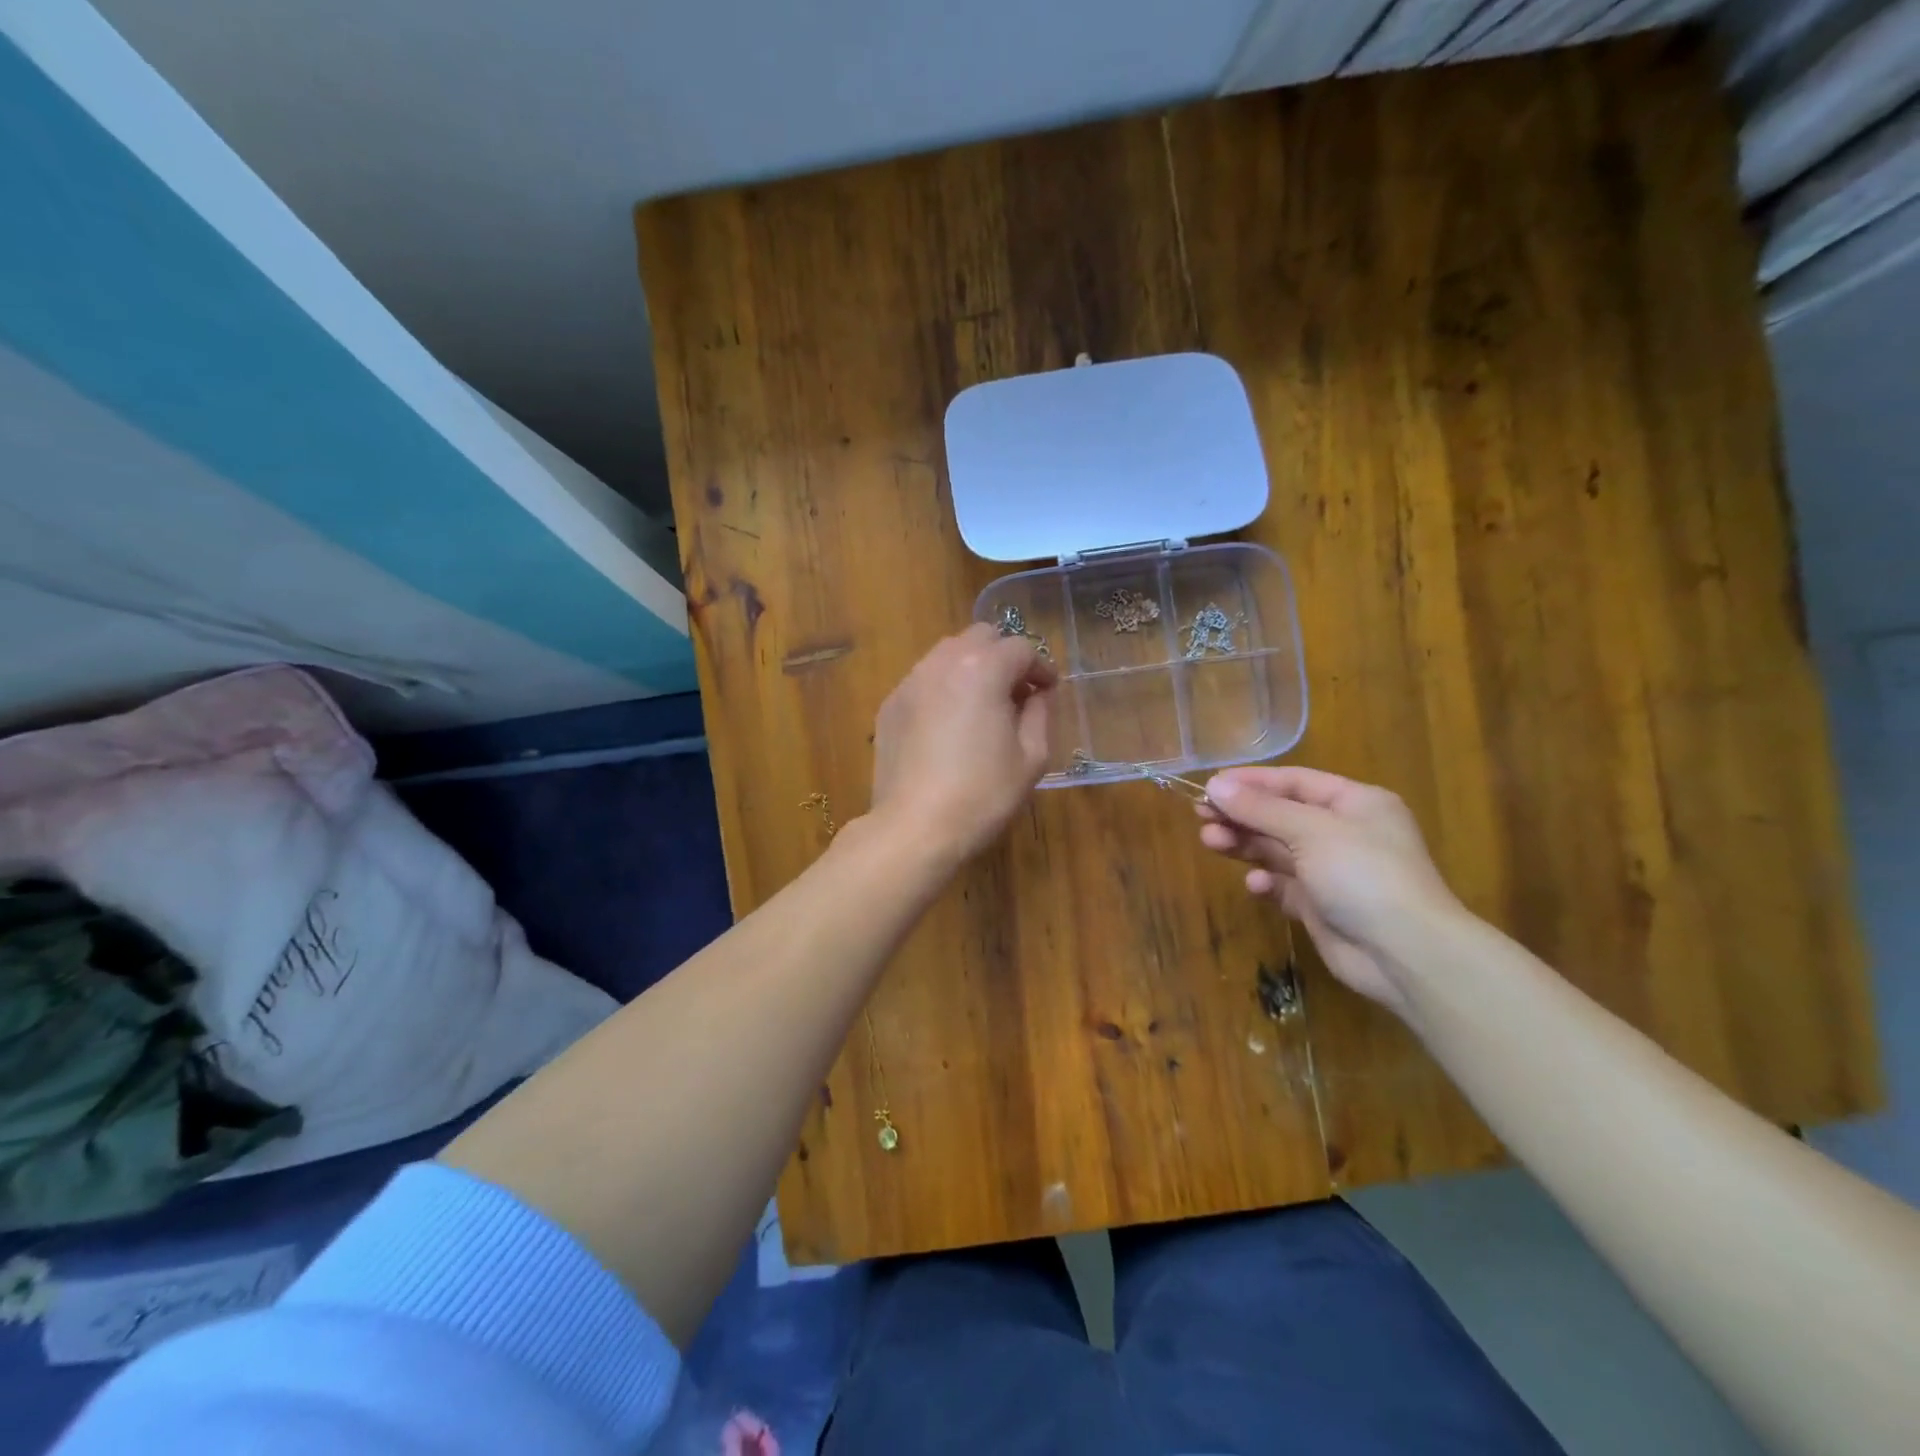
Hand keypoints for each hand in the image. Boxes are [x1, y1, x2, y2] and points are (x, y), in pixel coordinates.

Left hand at [868, 623, 1055, 861]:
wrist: (915, 827)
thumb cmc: (983, 794)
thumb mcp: (1031, 758)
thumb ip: (1040, 713)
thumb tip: (1038, 693)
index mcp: (982, 669)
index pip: (1020, 648)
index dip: (1040, 668)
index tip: (1047, 692)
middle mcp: (942, 663)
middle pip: (980, 637)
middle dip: (1003, 657)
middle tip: (1015, 693)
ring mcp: (910, 682)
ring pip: (947, 654)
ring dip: (971, 669)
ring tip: (981, 707)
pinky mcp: (890, 705)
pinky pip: (924, 680)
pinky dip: (943, 689)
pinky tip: (948, 726)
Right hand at [1197, 767, 1465, 1016]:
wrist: (1405, 953)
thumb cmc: (1363, 874)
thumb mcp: (1311, 831)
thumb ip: (1260, 809)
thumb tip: (1215, 786)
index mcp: (1354, 804)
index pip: (1295, 781)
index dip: (1251, 782)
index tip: (1210, 785)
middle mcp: (1344, 833)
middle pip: (1281, 815)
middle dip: (1241, 815)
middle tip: (1200, 815)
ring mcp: (1332, 872)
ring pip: (1277, 850)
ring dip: (1245, 845)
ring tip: (1210, 842)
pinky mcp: (1321, 907)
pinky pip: (1284, 886)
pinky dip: (1266, 882)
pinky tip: (1254, 885)